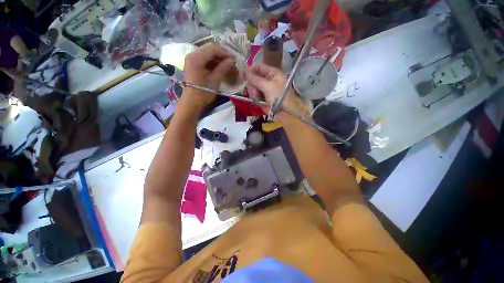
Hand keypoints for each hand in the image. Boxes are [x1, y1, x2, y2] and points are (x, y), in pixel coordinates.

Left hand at [181, 43, 234, 110]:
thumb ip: (223, 68)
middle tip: (231, 63)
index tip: (234, 60)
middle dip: (222, 55)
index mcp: (196, 58)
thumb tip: (232, 60)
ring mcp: (191, 59)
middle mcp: (192, 55)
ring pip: (207, 53)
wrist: (191, 102)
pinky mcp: (192, 64)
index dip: (225, 53)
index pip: (213, 48)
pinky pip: (204, 58)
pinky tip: (219, 68)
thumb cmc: (203, 93)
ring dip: (217, 58)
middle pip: (209, 49)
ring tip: (226, 66)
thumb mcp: (215, 81)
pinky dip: (212, 62)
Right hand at [245, 63, 308, 118]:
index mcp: (272, 73)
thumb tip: (245, 72)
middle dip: (252, 85)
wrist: (286, 111)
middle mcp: (268, 79)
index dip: (250, 70)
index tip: (243, 76)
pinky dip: (255, 97)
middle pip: (254, 77)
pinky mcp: (263, 96)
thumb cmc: (279, 97)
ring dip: (253, 92)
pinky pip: (255, 94)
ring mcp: (265, 88)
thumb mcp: (268, 87)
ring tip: (256, 98)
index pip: (258, 66)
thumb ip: (256, 79)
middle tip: (253, 92)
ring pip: (253, 86)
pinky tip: (257, 101)